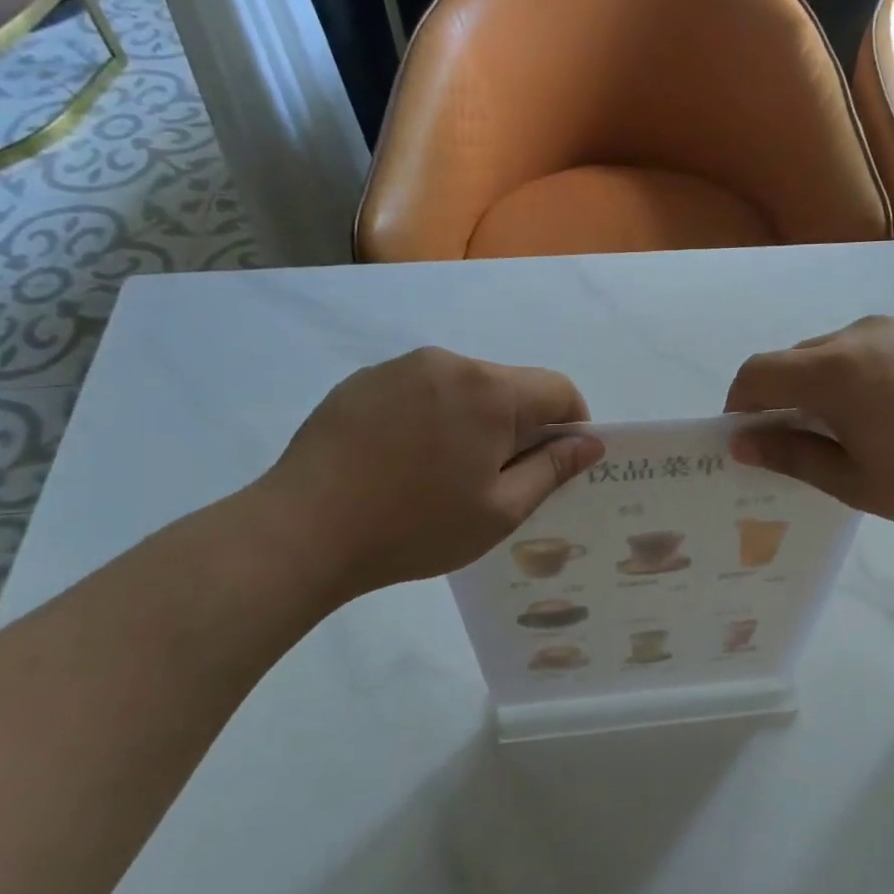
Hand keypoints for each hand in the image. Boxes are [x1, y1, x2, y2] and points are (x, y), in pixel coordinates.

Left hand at [255, 347, 602, 602]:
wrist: (303, 530)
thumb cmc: (415, 526)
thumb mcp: (500, 510)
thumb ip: (553, 469)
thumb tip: (591, 442)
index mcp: (490, 390)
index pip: (558, 390)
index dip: (571, 426)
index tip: (555, 466)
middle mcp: (448, 363)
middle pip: (509, 387)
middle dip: (519, 427)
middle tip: (496, 482)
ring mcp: (399, 368)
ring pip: (464, 388)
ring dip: (473, 422)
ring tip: (443, 475)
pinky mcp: (363, 382)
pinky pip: (420, 391)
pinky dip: (431, 418)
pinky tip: (403, 463)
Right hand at [724, 316, 893, 526]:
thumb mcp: (857, 482)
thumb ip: (792, 456)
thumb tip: (741, 442)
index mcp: (834, 371)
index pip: (758, 372)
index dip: (740, 403)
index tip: (749, 437)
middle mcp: (860, 333)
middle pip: (796, 359)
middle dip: (785, 397)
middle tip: (806, 443)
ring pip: (837, 350)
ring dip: (826, 384)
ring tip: (859, 429)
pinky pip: (877, 345)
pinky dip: (865, 373)